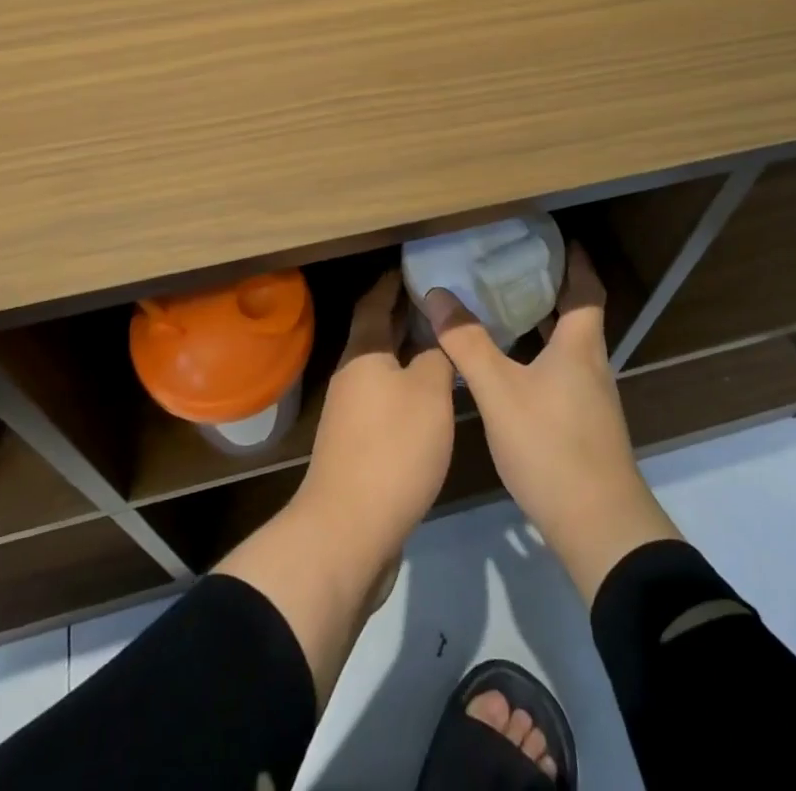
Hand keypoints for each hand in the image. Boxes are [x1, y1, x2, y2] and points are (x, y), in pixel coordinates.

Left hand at [298, 268, 456, 551]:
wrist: (349, 531)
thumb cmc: (392, 449)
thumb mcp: (428, 394)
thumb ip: (436, 358)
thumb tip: (437, 338)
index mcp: (364, 354)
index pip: (376, 302)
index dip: (394, 282)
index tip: (417, 265)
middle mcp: (352, 376)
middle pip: (378, 334)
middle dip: (406, 315)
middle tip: (444, 299)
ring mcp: (352, 413)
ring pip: (384, 368)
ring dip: (409, 353)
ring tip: (446, 343)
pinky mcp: (359, 445)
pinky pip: (387, 400)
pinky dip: (409, 387)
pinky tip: (434, 397)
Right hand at [419, 242, 680, 603]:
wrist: (599, 528)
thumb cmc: (551, 446)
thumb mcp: (499, 391)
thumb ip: (467, 343)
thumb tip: (437, 294)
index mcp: (580, 345)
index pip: (586, 288)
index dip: (576, 260)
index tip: (558, 237)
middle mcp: (591, 364)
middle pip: (576, 314)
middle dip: (550, 287)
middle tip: (512, 265)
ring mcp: (590, 398)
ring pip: (566, 346)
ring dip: (542, 323)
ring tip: (504, 307)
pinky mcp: (584, 425)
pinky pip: (560, 372)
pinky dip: (538, 355)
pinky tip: (510, 367)